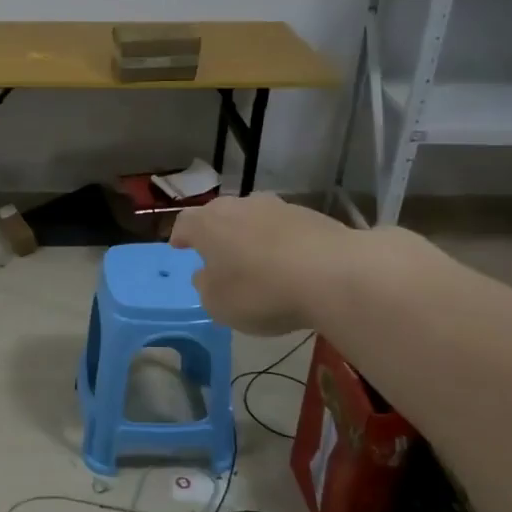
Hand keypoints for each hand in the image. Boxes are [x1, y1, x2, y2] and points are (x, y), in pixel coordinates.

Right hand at [168, 194, 352, 334]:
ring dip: (250, 234)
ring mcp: (278, 207)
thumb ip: (206, 287)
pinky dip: (281, 241)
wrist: (332, 274)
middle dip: (216, 231)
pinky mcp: (311, 216)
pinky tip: (289, 263)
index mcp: (208, 225)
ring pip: (254, 217)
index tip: (179, 246)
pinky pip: (285, 228)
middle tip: (217, 252)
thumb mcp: (218, 304)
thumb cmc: (261, 291)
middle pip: (220, 214)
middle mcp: (239, 206)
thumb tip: (206, 274)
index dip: (181, 236)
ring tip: (255, 258)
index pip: (185, 223)